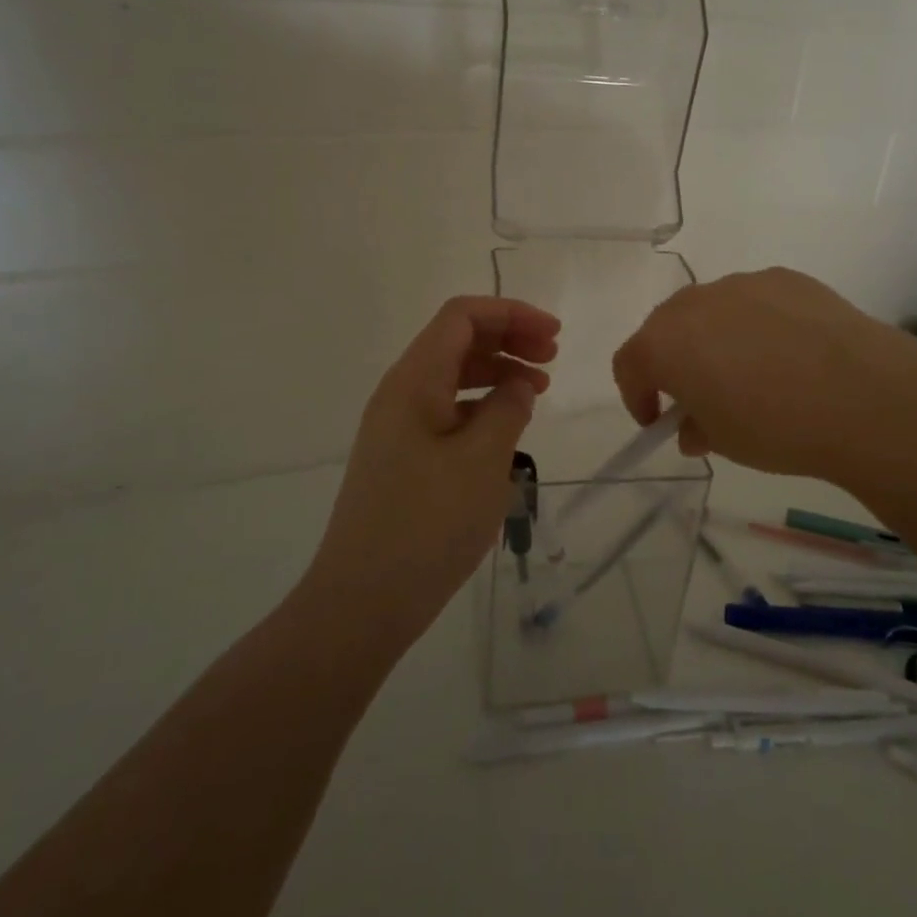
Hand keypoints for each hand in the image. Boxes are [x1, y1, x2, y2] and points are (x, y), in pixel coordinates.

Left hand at [309, 297, 559, 649]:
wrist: (362, 602)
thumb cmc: (427, 525)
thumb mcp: (482, 461)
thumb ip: (507, 409)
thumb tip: (519, 385)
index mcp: (414, 381)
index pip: (462, 317)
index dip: (511, 314)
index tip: (554, 336)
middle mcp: (400, 393)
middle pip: (456, 340)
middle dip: (508, 339)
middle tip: (553, 359)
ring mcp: (397, 426)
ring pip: (452, 376)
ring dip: (497, 372)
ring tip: (539, 391)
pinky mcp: (402, 457)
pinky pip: (446, 411)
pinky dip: (481, 406)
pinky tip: (508, 428)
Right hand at [612, 267, 916, 486]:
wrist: (862, 395)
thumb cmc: (775, 427)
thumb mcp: (724, 442)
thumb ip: (696, 427)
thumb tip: (694, 424)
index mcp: (665, 341)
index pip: (629, 362)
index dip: (636, 393)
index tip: (655, 419)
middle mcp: (696, 302)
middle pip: (667, 328)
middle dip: (674, 361)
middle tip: (698, 394)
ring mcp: (743, 284)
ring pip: (713, 310)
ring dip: (716, 339)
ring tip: (750, 373)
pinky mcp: (786, 278)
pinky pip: (755, 301)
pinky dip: (757, 324)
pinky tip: (789, 352)